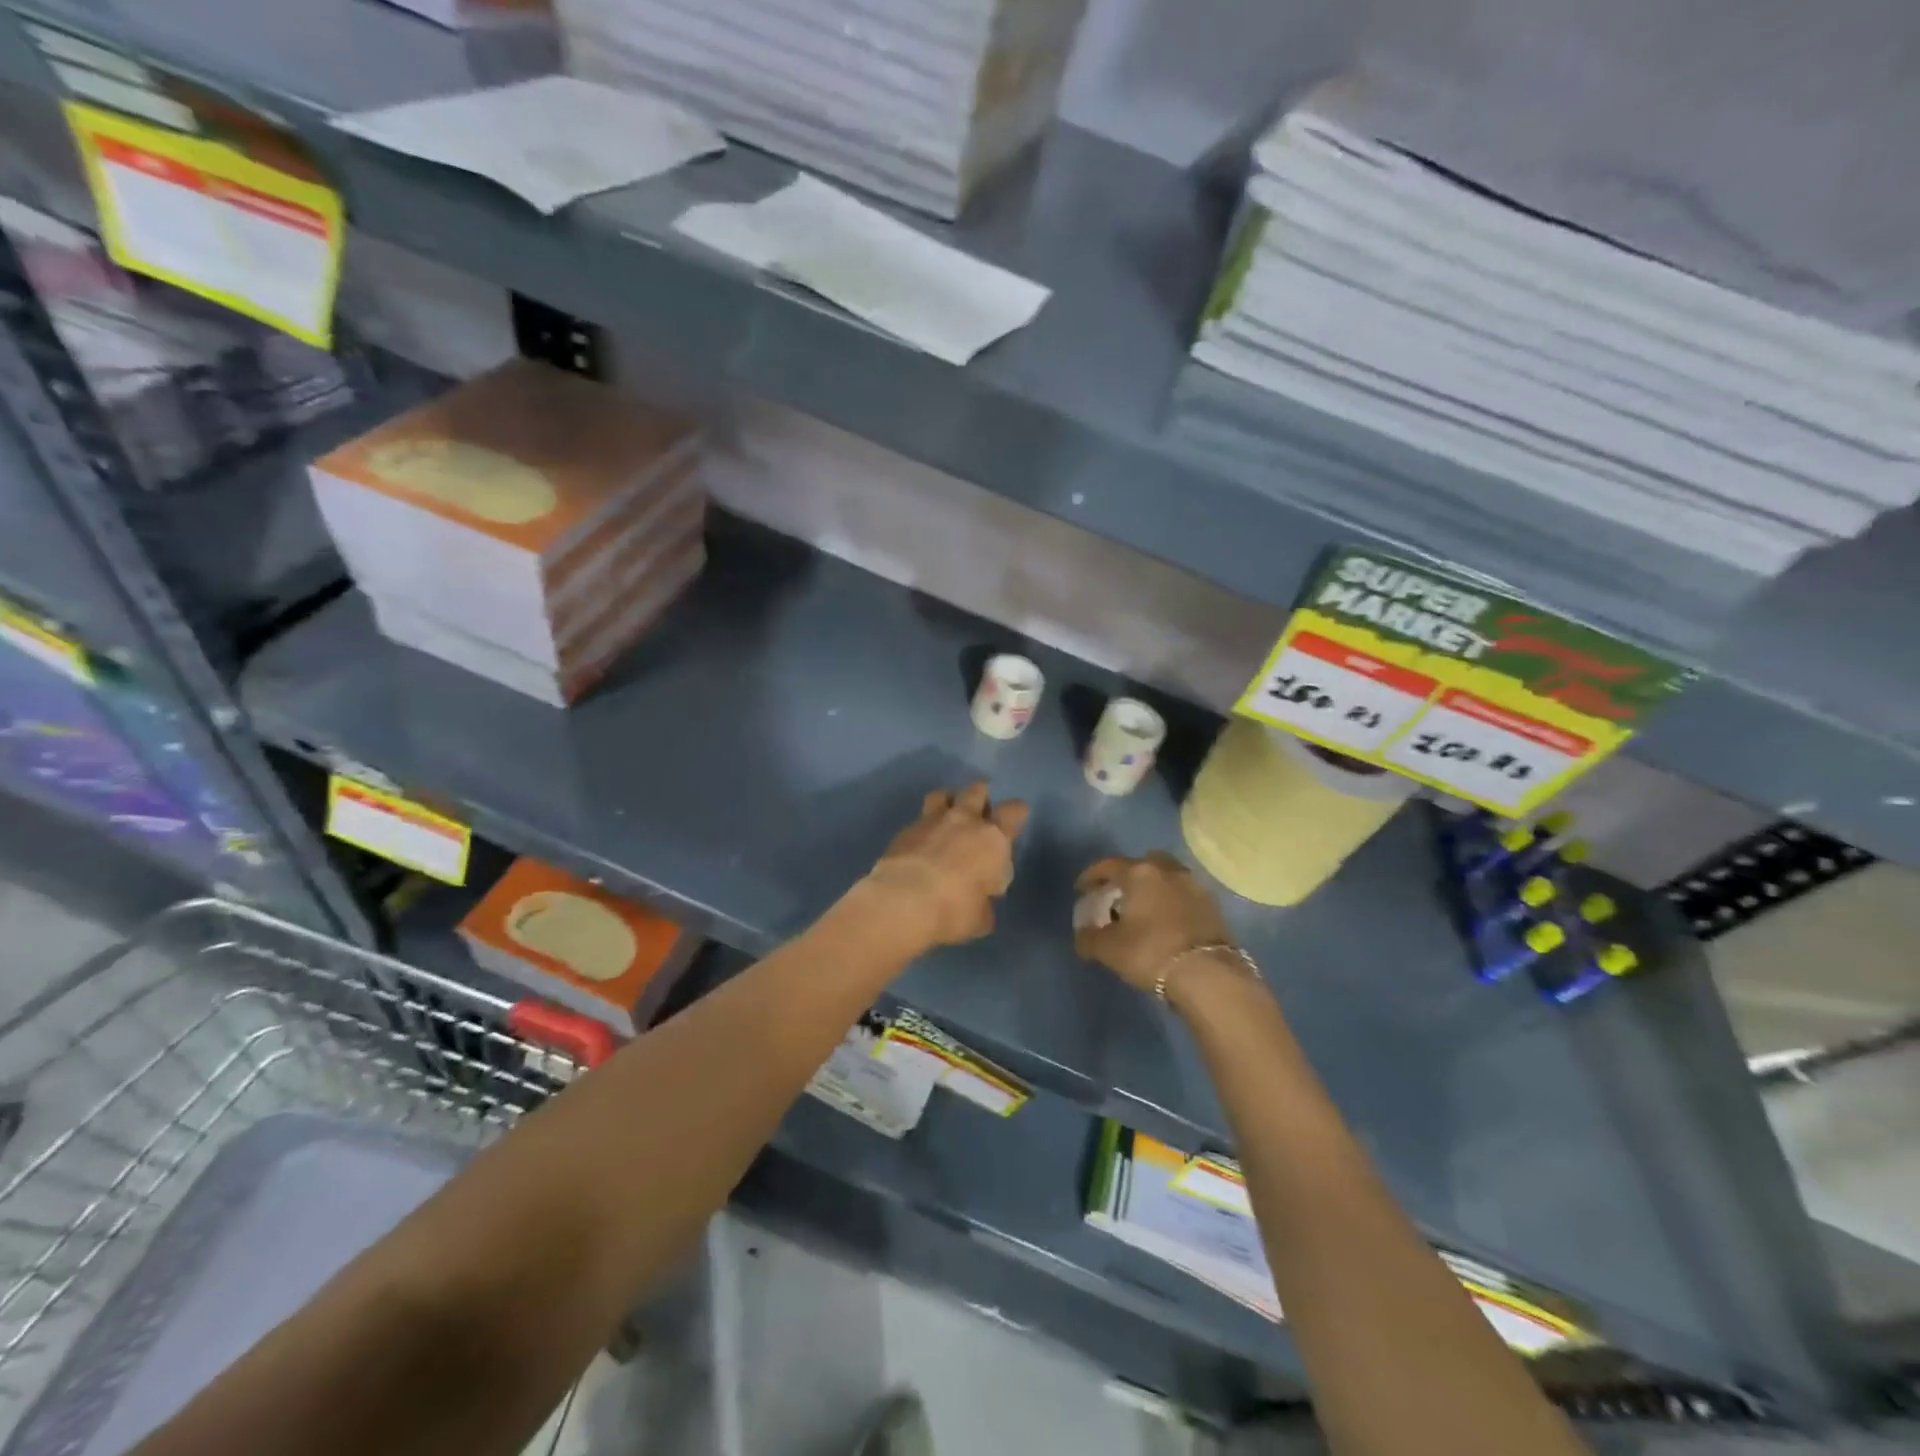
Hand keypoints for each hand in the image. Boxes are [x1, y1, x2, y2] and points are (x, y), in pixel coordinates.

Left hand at [863, 782, 1028, 947]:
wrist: (904, 901)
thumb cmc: (954, 910)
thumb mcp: (981, 918)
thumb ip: (984, 904)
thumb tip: (980, 903)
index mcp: (993, 839)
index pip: (1014, 811)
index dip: (1016, 813)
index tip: (1013, 821)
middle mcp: (965, 821)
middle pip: (977, 790)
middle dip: (981, 797)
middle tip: (979, 813)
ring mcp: (932, 821)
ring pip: (943, 794)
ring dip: (948, 801)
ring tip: (947, 817)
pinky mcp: (905, 830)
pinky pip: (919, 819)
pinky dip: (923, 827)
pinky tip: (921, 843)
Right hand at [1073, 851, 1234, 992]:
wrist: (1208, 975)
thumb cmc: (1151, 952)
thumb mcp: (1109, 949)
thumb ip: (1089, 938)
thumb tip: (1083, 935)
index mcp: (1140, 873)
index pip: (1109, 866)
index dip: (1091, 876)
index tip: (1081, 889)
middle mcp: (1168, 871)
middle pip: (1144, 862)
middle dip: (1129, 874)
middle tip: (1119, 894)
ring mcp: (1195, 886)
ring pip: (1168, 876)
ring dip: (1155, 887)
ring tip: (1145, 909)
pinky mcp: (1213, 906)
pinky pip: (1185, 895)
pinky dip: (1173, 902)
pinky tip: (1167, 922)